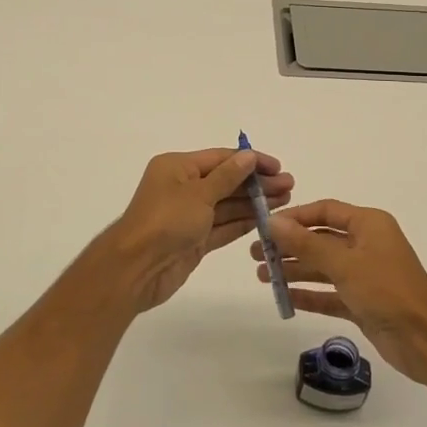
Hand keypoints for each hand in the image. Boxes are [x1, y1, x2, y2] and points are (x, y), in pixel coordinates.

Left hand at [105, 148, 292, 311]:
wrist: (137, 269)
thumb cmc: (165, 221)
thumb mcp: (198, 193)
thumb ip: (227, 176)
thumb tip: (248, 157)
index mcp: (177, 168)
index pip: (221, 158)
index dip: (250, 161)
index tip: (278, 167)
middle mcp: (183, 188)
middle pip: (227, 181)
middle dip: (257, 183)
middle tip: (289, 186)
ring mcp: (189, 216)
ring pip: (228, 205)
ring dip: (255, 203)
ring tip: (286, 201)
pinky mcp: (195, 240)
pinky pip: (223, 227)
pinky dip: (244, 223)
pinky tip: (267, 220)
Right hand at [252, 200, 426, 380]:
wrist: (426, 339)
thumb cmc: (386, 290)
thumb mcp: (344, 262)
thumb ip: (306, 243)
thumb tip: (273, 222)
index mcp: (368, 224)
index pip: (325, 211)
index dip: (295, 217)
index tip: (266, 226)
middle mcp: (366, 244)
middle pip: (320, 239)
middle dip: (289, 246)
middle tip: (256, 255)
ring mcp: (365, 275)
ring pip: (323, 267)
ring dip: (295, 270)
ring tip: (261, 276)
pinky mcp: (363, 302)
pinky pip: (330, 294)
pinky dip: (309, 295)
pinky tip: (285, 298)